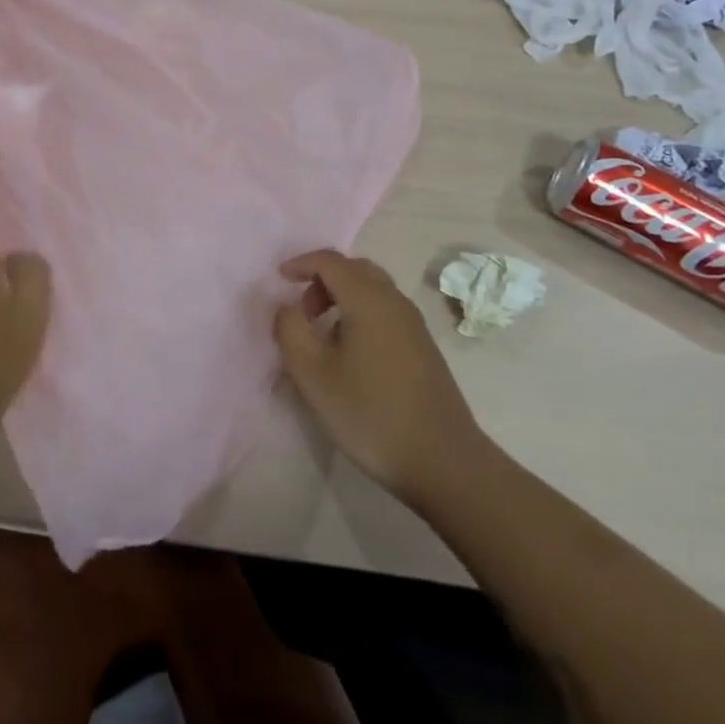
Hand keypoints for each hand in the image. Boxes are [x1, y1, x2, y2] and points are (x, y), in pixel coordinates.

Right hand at [274, 250, 487, 502]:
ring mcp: (414, 324)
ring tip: (323, 335)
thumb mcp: (314, 375)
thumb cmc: (371, 414)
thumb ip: (291, 330)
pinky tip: (351, 355)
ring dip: (342, 298)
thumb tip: (287, 306)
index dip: (301, 263)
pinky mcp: (424, 348)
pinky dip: (360, 314)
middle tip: (303, 310)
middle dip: (323, 280)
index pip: (329, 261)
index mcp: (367, 299)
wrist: (445, 462)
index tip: (279, 278)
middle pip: (354, 269)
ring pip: (372, 290)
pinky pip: (385, 311)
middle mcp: (394, 301)